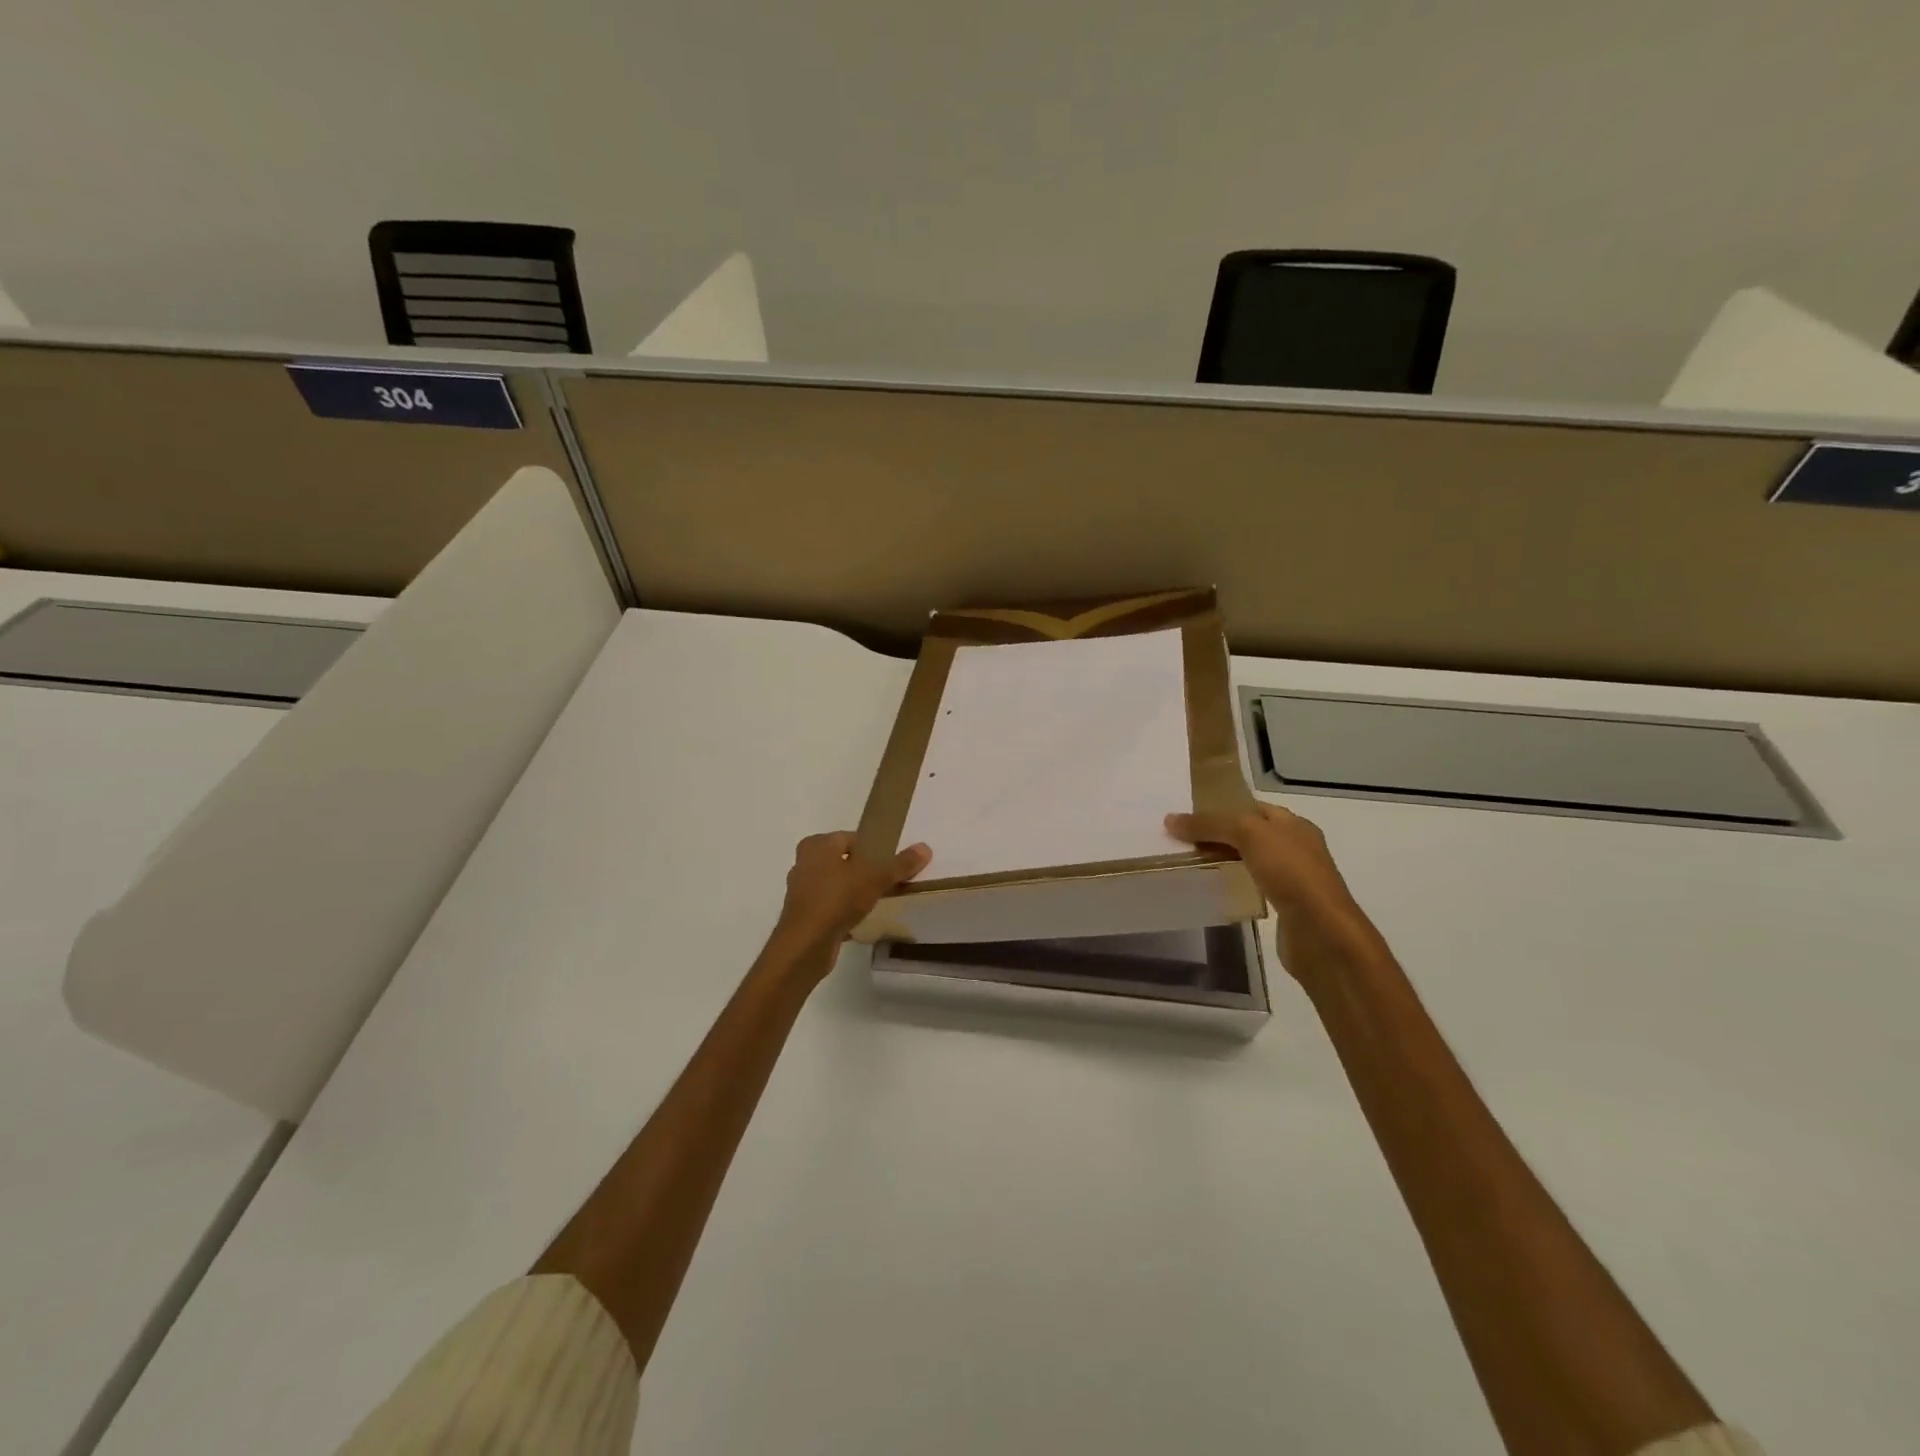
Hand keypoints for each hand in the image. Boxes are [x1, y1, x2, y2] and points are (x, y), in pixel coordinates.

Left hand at [775, 832, 931, 948]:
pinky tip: (862, 920)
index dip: (872, 849)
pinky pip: (831, 907)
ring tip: (878, 900)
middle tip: (887, 880)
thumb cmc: (837, 899)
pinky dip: (844, 911)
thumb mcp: (875, 877)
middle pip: (843, 861)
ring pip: (836, 885)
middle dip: (864, 870)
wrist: (806, 944)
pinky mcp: (804, 915)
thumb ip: (900, 863)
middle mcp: (805, 863)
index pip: (851, 838)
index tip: (890, 862)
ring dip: (853, 891)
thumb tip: (925, 847)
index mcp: (817, 845)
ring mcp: (802, 891)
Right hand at [1165, 804, 1377, 979]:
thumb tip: (1170, 819)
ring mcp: (1292, 879)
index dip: (1223, 806)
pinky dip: (1233, 885)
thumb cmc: (1291, 872)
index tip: (1189, 812)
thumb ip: (1210, 823)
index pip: (1253, 807)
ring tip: (1190, 862)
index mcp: (1294, 825)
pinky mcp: (1284, 907)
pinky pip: (1252, 887)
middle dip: (1219, 834)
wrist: (1321, 932)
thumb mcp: (1249, 834)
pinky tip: (1214, 889)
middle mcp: (1296, 848)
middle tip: (1182, 838)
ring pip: (1249, 862)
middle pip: (1249, 834)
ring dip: (1224, 861)